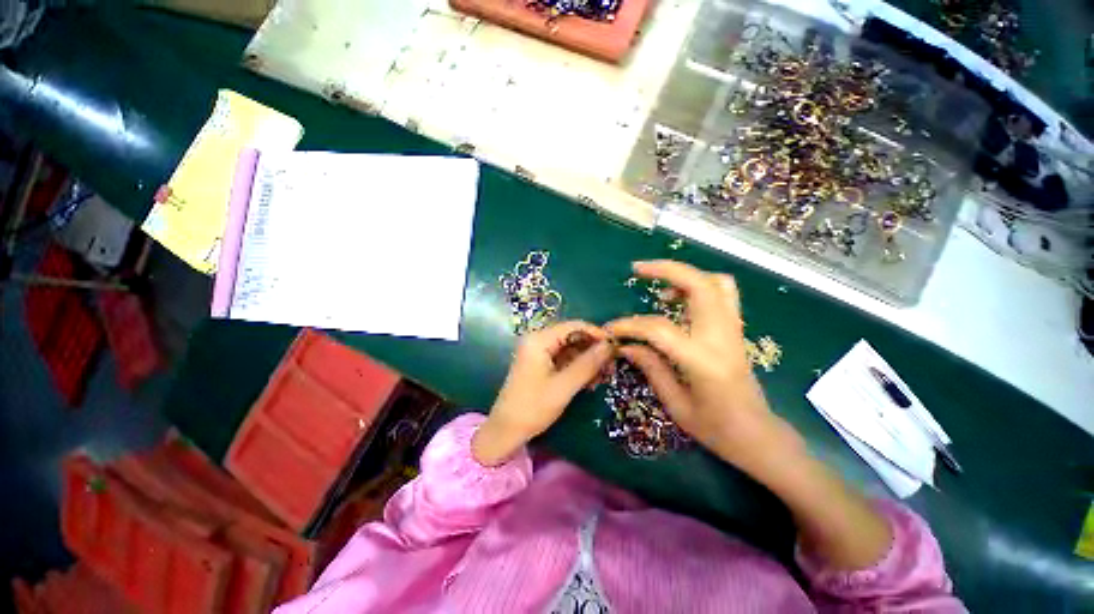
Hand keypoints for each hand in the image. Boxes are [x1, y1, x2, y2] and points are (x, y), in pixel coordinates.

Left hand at [473, 321, 613, 465]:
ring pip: (570, 348)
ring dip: (587, 360)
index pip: (574, 326)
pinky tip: (590, 381)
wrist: (506, 431)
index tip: (616, 346)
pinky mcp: (540, 364)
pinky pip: (564, 359)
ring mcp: (538, 352)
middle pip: (572, 336)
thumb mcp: (564, 386)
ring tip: (604, 376)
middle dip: (593, 349)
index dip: (596, 333)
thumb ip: (588, 364)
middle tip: (612, 365)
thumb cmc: (533, 407)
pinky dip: (578, 367)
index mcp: (539, 339)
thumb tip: (610, 345)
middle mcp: (538, 340)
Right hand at [605, 261, 804, 482]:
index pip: (660, 329)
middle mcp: (722, 337)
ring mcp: (733, 330)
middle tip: (638, 269)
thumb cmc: (716, 429)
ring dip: (685, 275)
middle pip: (699, 285)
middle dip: (666, 269)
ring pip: (716, 282)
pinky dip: (699, 286)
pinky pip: (722, 293)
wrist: (759, 436)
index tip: (611, 329)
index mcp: (703, 360)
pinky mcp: (736, 330)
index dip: (630, 325)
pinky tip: (678, 301)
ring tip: (660, 287)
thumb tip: (625, 345)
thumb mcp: (676, 405)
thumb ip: (650, 367)